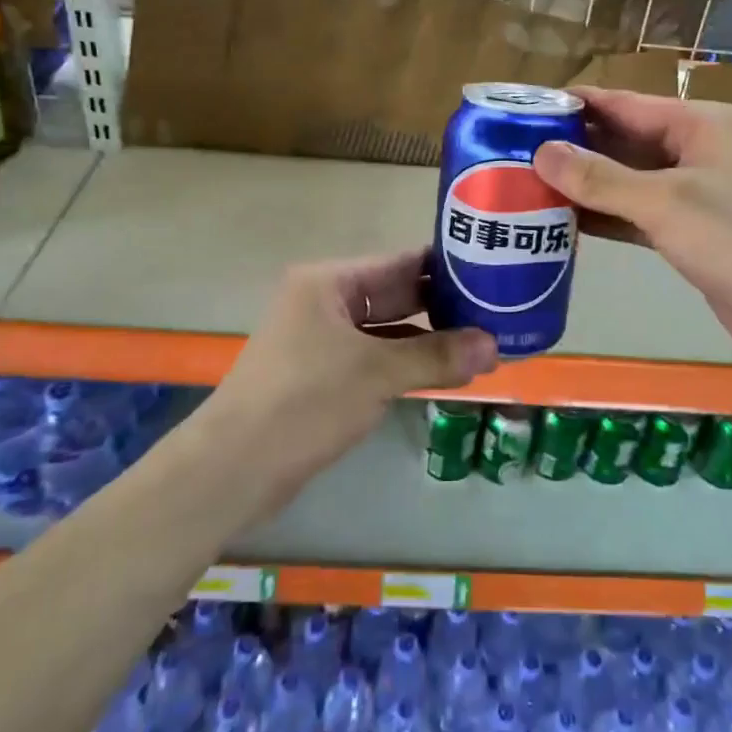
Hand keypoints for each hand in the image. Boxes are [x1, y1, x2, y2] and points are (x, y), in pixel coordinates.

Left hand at [194, 250, 499, 519]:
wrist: (234, 467)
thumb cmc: (305, 402)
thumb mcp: (377, 373)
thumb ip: (436, 356)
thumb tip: (495, 346)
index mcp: (329, 282)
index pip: (399, 263)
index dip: (445, 267)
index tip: (491, 271)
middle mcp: (324, 302)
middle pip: (394, 295)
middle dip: (442, 306)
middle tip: (497, 310)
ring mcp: (321, 340)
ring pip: (386, 330)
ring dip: (428, 339)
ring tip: (483, 342)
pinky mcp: (321, 375)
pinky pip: (374, 358)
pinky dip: (406, 363)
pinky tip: (444, 371)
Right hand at [532, 88, 731, 368]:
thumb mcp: (662, 201)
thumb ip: (599, 178)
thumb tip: (540, 152)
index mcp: (699, 123)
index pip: (626, 103)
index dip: (578, 105)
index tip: (528, 108)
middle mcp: (698, 149)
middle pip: (626, 140)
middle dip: (577, 146)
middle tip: (517, 151)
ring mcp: (697, 192)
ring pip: (630, 179)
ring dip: (588, 184)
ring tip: (531, 184)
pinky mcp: (692, 231)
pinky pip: (639, 213)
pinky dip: (607, 215)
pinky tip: (567, 220)